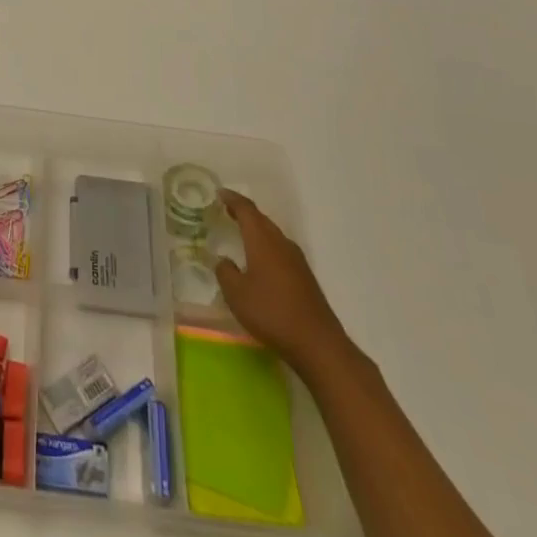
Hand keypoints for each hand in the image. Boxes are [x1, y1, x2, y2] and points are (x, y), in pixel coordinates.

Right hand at [213, 189, 349, 374]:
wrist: (318, 343)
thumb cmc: (271, 312)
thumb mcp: (236, 294)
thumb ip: (225, 272)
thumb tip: (224, 261)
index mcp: (263, 241)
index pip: (246, 210)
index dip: (232, 199)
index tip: (219, 193)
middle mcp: (281, 244)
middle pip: (262, 219)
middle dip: (244, 212)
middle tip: (226, 210)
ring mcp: (297, 261)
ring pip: (273, 235)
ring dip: (257, 229)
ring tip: (241, 233)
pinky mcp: (305, 277)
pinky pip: (281, 250)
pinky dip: (267, 246)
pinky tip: (261, 261)